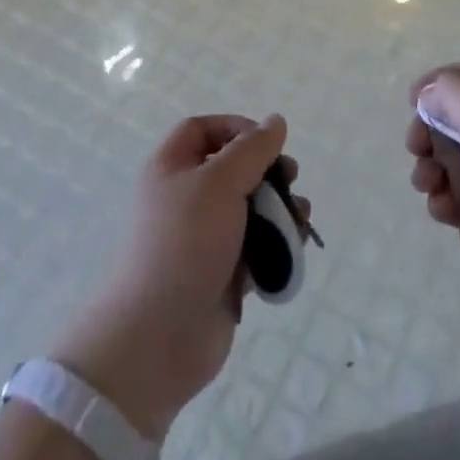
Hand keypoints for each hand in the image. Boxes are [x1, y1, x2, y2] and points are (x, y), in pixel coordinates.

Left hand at [53, 114, 304, 437]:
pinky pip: (253, 248)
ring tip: (301, 215)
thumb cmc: (185, 243)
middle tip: (290, 177)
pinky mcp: (219, 275)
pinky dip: (275, 244)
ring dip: (278, 207)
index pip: (202, 130)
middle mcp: (184, 198)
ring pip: (247, 210)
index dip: (235, 128)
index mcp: (170, 168)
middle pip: (231, 169)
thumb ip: (252, 149)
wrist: (158, 337)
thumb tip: (275, 122)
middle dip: (266, 170)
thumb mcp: (220, 182)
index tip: (265, 142)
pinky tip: (294, 245)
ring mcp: (202, 239)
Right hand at [407, 62, 459, 347]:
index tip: (411, 103)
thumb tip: (429, 95)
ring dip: (431, 168)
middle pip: (456, 118)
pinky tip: (445, 214)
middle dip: (429, 130)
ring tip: (426, 186)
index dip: (438, 83)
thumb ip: (451, 91)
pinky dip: (445, 202)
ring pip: (453, 160)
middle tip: (415, 148)